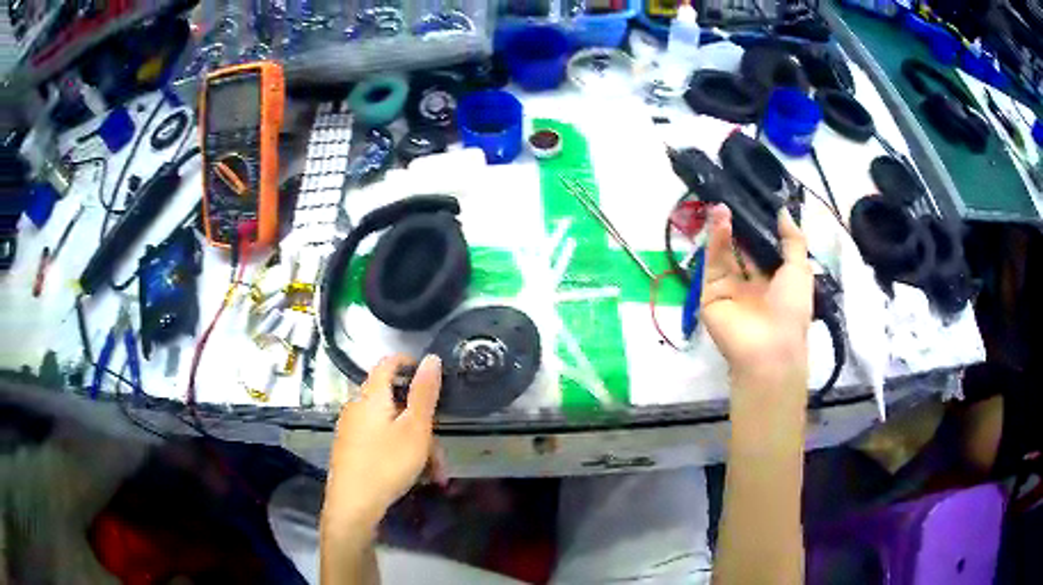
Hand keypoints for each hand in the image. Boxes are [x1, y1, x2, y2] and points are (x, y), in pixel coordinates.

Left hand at [322, 354, 441, 530]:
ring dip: (416, 445)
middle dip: (422, 423)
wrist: (353, 505)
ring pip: (391, 427)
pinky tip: (413, 476)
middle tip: (440, 449)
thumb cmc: (387, 463)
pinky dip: (399, 452)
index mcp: (371, 396)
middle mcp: (357, 407)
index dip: (409, 362)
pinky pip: (379, 441)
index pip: (387, 363)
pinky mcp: (350, 449)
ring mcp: (351, 429)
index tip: (431, 375)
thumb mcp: (415, 428)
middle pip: (394, 402)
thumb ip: (424, 393)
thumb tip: (431, 357)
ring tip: (433, 473)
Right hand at [700, 205, 812, 392]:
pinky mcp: (710, 294)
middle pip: (741, 250)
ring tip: (722, 204)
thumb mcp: (800, 270)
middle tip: (734, 198)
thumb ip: (793, 240)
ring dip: (723, 229)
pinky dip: (715, 242)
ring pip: (724, 254)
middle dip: (738, 226)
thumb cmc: (791, 309)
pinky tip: (719, 221)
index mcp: (774, 282)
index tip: (754, 202)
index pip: (764, 250)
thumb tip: (784, 212)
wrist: (769, 349)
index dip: (759, 228)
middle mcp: (751, 284)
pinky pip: (712, 265)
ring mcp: (729, 290)